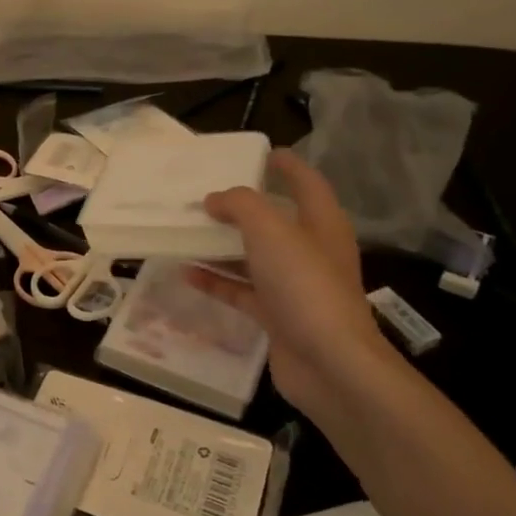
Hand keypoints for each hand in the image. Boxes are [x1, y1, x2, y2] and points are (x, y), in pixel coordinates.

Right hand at [187, 148, 391, 421]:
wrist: (329, 363)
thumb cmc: (305, 286)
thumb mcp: (271, 231)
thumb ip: (240, 205)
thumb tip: (214, 200)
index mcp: (321, 225)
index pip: (307, 184)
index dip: (288, 166)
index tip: (263, 152)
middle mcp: (310, 252)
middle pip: (275, 221)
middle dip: (241, 208)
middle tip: (204, 195)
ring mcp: (294, 287)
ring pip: (253, 257)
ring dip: (221, 246)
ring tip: (186, 232)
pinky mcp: (276, 316)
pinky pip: (241, 291)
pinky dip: (216, 281)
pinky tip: (186, 273)